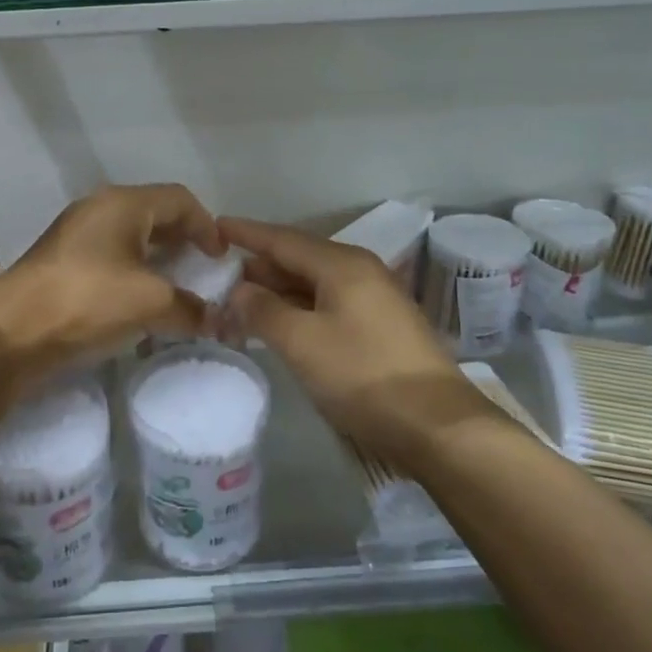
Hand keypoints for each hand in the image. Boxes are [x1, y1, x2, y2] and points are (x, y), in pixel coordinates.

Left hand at [0, 184, 223, 413]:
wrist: (10, 333)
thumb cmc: (87, 301)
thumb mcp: (149, 303)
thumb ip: (191, 308)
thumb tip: (219, 321)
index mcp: (123, 204)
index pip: (180, 199)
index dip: (207, 226)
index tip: (221, 260)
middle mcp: (99, 209)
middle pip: (155, 214)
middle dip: (183, 240)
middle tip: (202, 270)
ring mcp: (75, 234)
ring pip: (130, 237)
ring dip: (158, 258)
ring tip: (176, 288)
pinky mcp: (61, 262)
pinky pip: (110, 256)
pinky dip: (133, 272)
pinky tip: (139, 303)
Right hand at [221, 217, 499, 462]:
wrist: (437, 425)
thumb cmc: (363, 376)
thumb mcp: (302, 343)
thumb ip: (263, 310)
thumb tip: (239, 290)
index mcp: (342, 264)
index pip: (283, 239)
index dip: (246, 233)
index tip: (214, 226)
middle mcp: (360, 271)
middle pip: (298, 259)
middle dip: (258, 267)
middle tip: (219, 276)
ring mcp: (374, 298)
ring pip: (313, 283)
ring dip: (277, 292)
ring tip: (240, 302)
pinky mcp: (380, 326)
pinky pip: (328, 303)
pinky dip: (299, 309)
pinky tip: (280, 324)